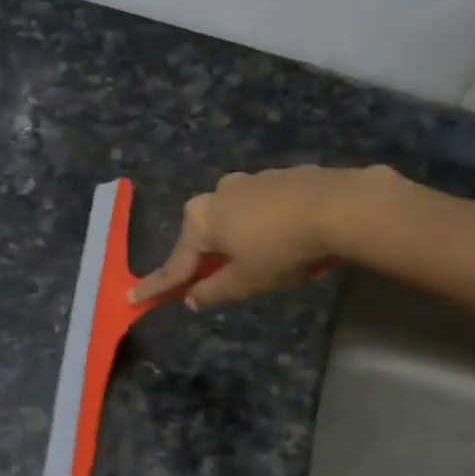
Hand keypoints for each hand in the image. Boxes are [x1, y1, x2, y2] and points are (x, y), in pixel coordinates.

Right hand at [130, 166, 395, 310]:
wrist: (341, 206)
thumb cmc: (282, 249)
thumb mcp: (245, 282)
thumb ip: (213, 292)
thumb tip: (191, 299)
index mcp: (201, 220)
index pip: (175, 264)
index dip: (157, 286)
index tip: (133, 297)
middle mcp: (217, 193)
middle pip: (203, 236)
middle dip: (204, 258)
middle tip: (210, 281)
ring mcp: (249, 180)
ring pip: (233, 218)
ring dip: (237, 239)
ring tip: (262, 260)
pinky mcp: (280, 176)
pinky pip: (261, 208)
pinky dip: (264, 225)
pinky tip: (286, 237)